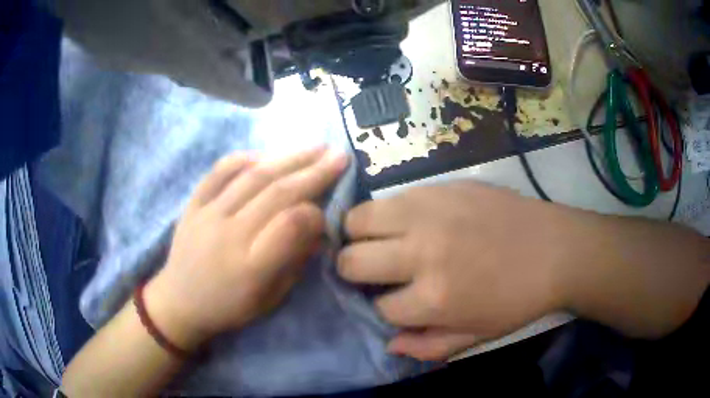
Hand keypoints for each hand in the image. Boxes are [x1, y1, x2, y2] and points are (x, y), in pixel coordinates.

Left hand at [146, 147, 348, 350]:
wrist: (179, 302)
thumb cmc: (229, 307)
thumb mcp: (270, 299)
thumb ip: (294, 262)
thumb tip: (316, 227)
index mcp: (252, 267)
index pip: (291, 225)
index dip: (316, 213)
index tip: (326, 211)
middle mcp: (230, 235)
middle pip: (277, 193)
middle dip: (314, 172)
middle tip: (339, 155)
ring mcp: (208, 215)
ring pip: (252, 177)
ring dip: (288, 158)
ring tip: (314, 147)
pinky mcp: (193, 204)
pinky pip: (218, 173)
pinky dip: (242, 159)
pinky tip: (264, 155)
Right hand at [338, 182, 575, 360]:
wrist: (555, 249)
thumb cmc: (518, 300)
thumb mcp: (476, 336)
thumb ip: (427, 346)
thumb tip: (388, 343)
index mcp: (433, 299)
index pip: (379, 307)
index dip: (385, 309)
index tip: (396, 303)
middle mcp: (422, 253)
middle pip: (352, 261)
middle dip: (353, 272)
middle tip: (370, 271)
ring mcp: (428, 213)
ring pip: (358, 220)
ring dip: (357, 236)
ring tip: (373, 241)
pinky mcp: (438, 188)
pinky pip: (388, 199)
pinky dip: (383, 214)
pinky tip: (399, 222)